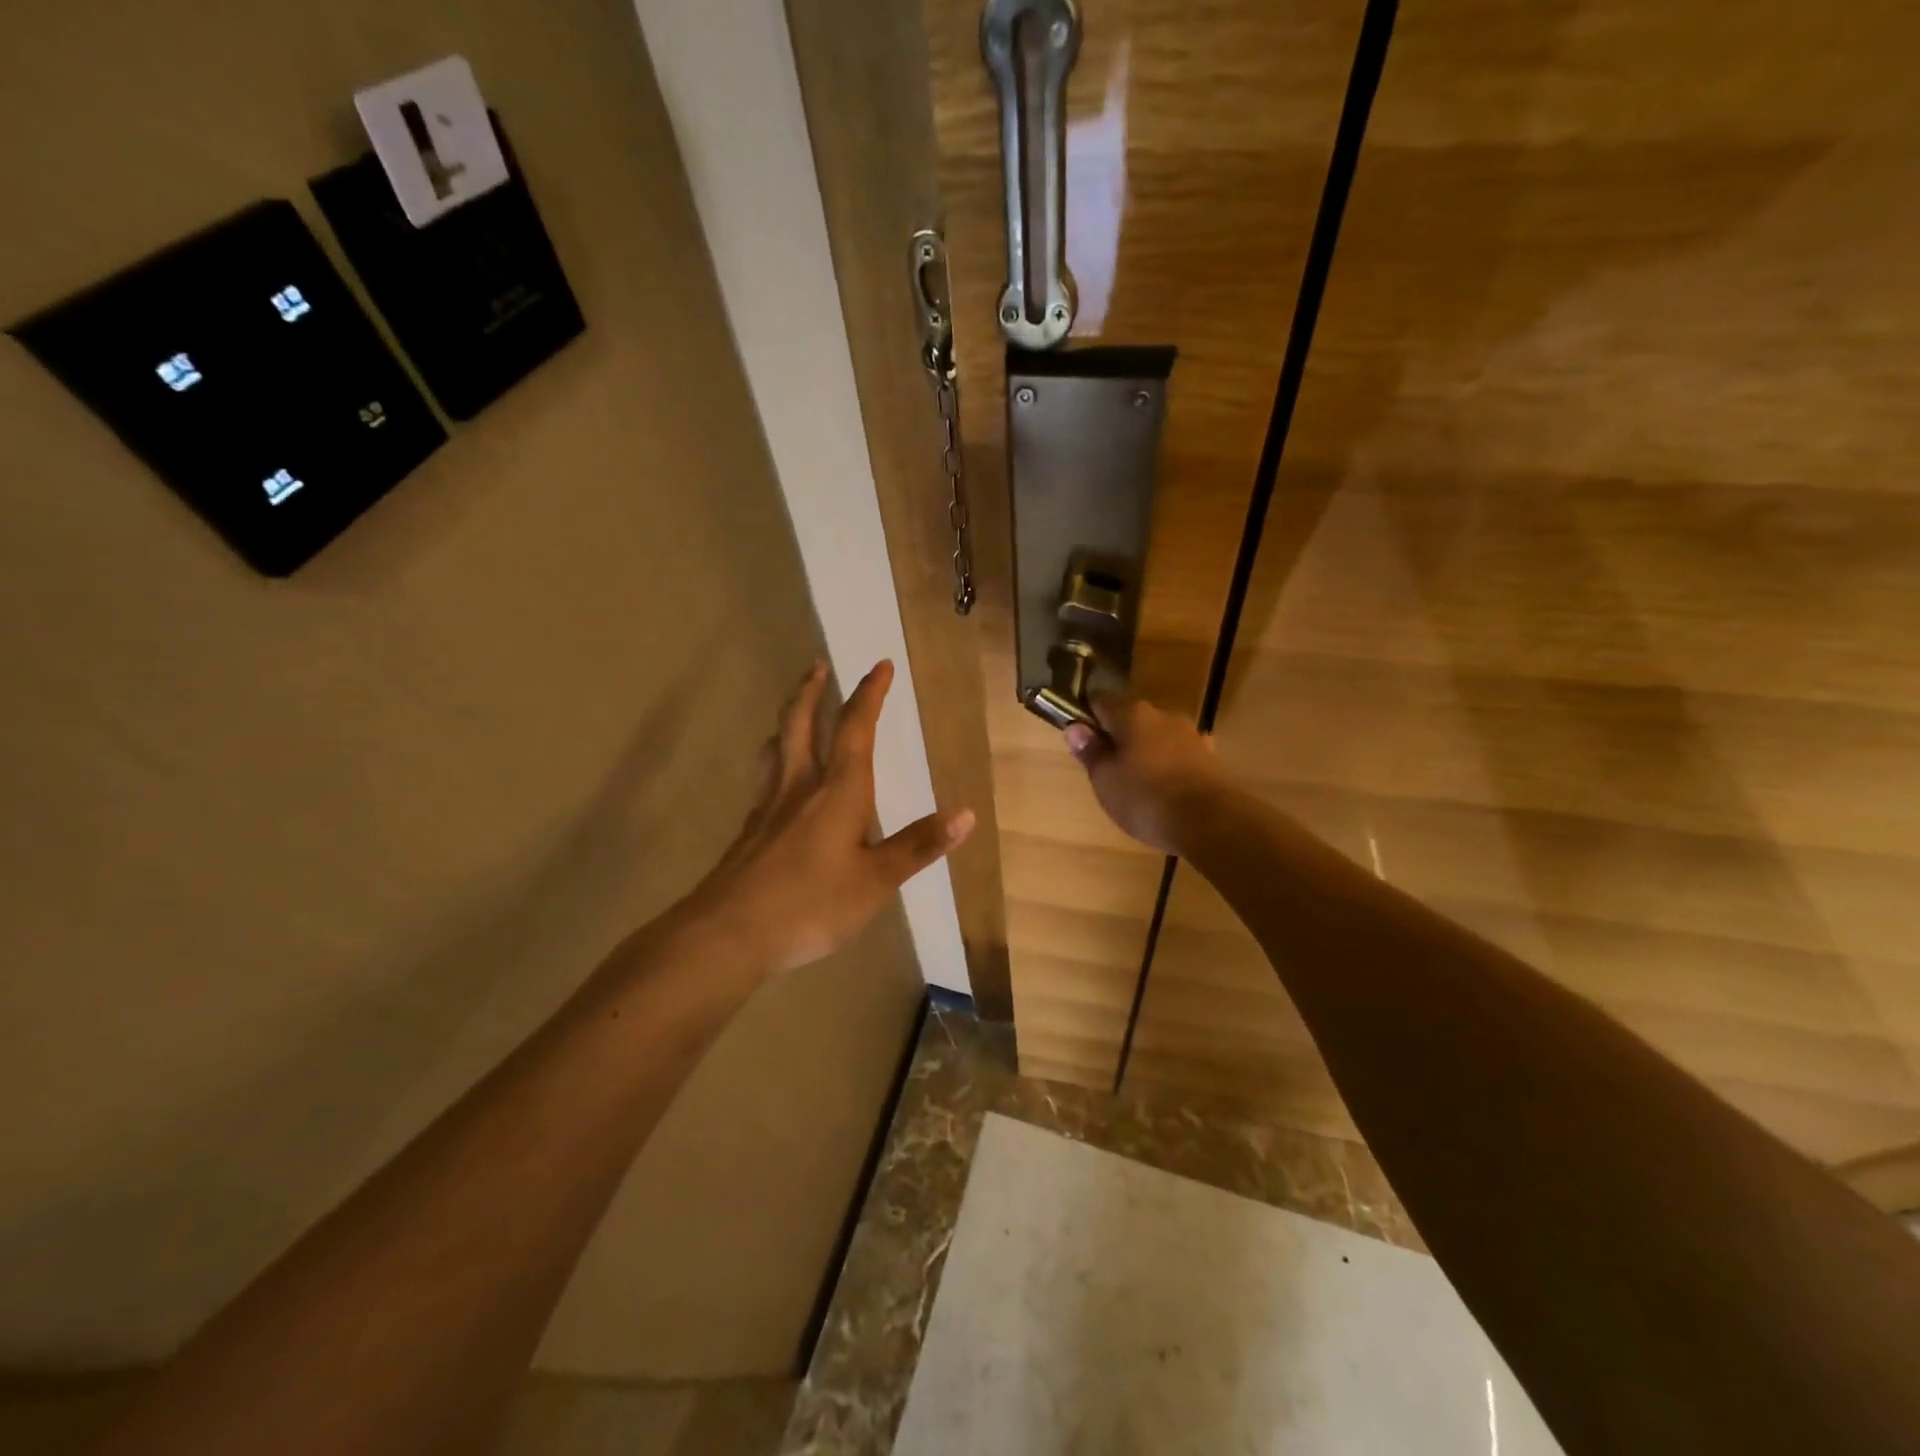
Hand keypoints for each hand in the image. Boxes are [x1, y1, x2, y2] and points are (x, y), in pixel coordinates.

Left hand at [683, 659, 973, 973]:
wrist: (728, 933)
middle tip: (818, 665)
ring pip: (776, 747)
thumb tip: (966, 814)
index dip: (870, 694)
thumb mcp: (876, 882)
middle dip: (812, 690)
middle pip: (802, 723)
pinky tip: (778, 781)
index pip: (856, 728)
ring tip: (795, 710)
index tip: (880, 665)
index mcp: (839, 791)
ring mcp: (769, 806)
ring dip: (788, 719)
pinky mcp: (750, 830)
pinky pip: (765, 778)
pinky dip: (775, 760)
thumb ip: (918, 846)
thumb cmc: (811, 905)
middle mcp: (801, 787)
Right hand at [1063, 693, 1223, 854]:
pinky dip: (1168, 765)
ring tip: (1136, 782)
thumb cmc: (1146, 797)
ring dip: (1145, 751)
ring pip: (1157, 736)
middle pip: (1131, 717)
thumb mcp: (1105, 779)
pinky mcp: (1209, 757)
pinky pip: (1178, 755)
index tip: (1080, 740)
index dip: (1086, 717)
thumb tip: (1075, 727)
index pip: (1100, 700)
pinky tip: (1166, 787)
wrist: (1211, 821)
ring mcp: (1190, 734)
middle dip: (1118, 736)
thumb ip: (1090, 751)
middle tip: (1106, 768)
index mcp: (1132, 713)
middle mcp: (1162, 714)